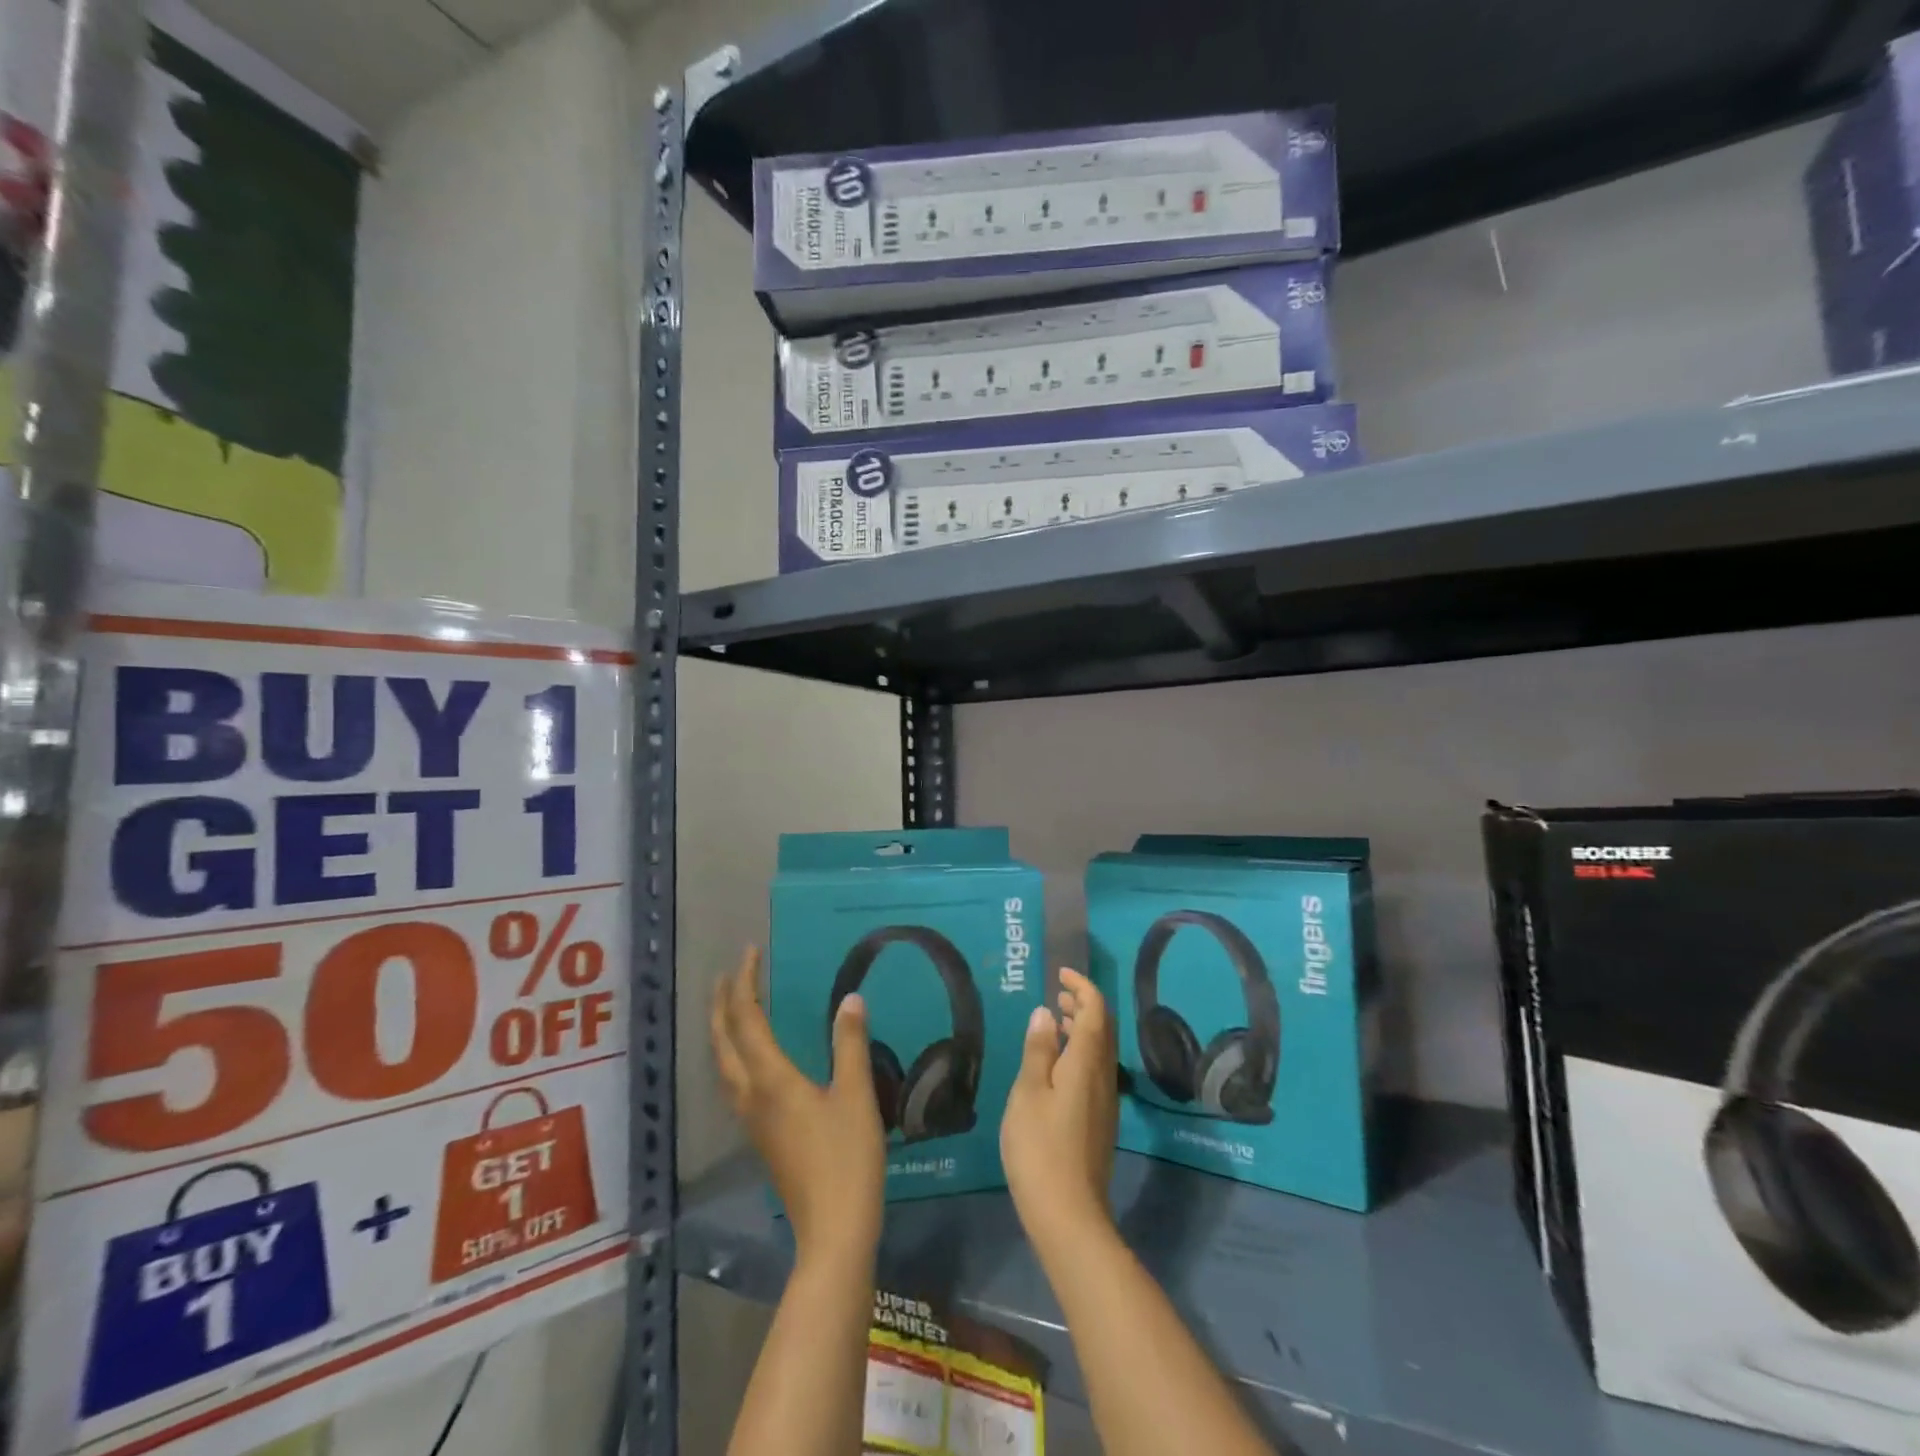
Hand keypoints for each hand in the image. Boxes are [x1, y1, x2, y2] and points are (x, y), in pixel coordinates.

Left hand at [711, 946, 885, 1265]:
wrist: (832, 1230)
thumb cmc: (847, 1158)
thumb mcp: (856, 1095)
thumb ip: (849, 1044)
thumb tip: (850, 999)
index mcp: (771, 1079)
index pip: (747, 1019)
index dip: (746, 983)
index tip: (750, 952)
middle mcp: (751, 1095)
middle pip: (723, 1041)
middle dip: (723, 1004)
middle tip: (730, 974)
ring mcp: (752, 1119)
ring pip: (723, 1064)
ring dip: (723, 1029)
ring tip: (732, 1006)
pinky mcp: (760, 1136)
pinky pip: (733, 1081)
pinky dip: (732, 1054)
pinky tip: (749, 1058)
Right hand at [1001, 968, 1117, 1253]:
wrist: (1068, 1213)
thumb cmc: (1040, 1147)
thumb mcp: (1029, 1092)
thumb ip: (1038, 1050)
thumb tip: (1046, 1012)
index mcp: (1087, 1062)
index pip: (1095, 1011)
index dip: (1082, 986)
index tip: (1062, 973)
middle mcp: (1104, 1076)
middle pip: (1103, 1028)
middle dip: (1084, 1003)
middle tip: (1058, 992)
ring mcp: (1105, 1100)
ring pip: (1101, 1049)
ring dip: (1082, 1027)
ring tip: (1055, 1020)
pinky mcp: (1099, 1120)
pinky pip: (1096, 1068)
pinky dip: (1080, 1051)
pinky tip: (1057, 1063)